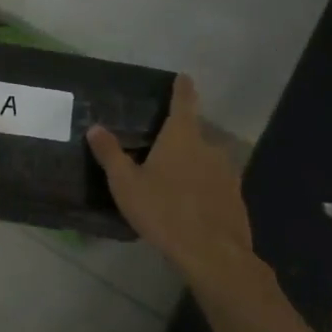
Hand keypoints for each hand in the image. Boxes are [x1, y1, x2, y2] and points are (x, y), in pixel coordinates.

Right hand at [87, 74, 252, 281]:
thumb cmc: (164, 211)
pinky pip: (216, 184)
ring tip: (175, 180)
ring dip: (194, 164)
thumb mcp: (126, 184)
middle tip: (162, 147)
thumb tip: (95, 127)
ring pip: (207, 160)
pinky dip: (205, 188)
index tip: (183, 77)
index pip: (184, 101)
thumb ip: (110, 154)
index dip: (182, 88)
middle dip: (181, 137)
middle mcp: (209, 147)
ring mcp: (227, 173)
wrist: (213, 254)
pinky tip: (192, 206)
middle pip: (195, 133)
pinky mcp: (236, 198)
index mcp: (182, 136)